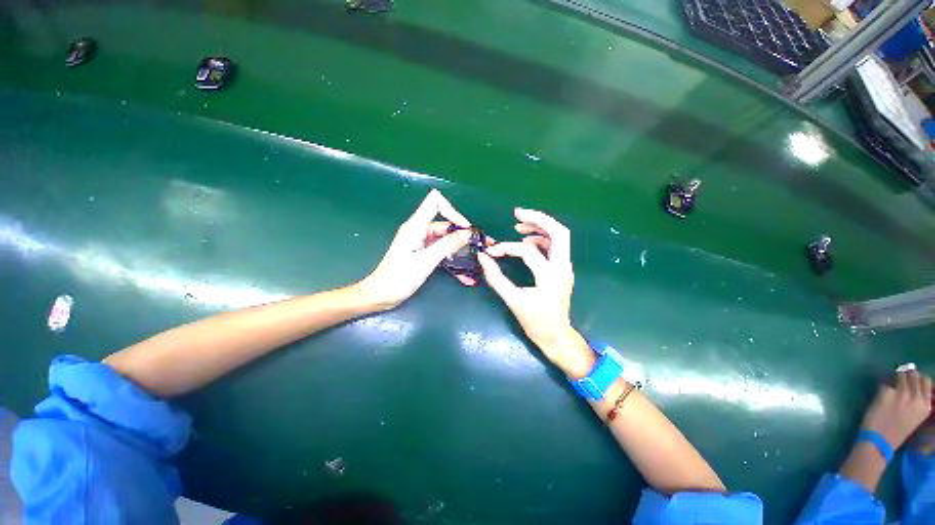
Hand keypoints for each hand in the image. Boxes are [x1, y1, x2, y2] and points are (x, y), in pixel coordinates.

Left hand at [358, 190, 474, 309]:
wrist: (381, 295)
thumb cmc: (399, 278)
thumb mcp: (426, 261)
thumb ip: (447, 245)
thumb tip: (467, 233)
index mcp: (416, 226)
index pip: (435, 202)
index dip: (452, 210)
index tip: (465, 228)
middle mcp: (419, 230)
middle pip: (445, 223)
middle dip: (463, 234)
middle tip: (480, 247)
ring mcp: (421, 242)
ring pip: (446, 240)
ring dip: (461, 249)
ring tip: (476, 261)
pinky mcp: (423, 253)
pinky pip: (442, 251)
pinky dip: (453, 259)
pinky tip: (465, 274)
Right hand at [477, 208, 594, 376]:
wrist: (556, 336)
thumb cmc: (535, 322)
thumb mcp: (513, 300)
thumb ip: (496, 278)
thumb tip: (483, 258)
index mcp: (550, 277)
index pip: (528, 252)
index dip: (508, 248)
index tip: (492, 252)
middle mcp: (563, 268)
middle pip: (559, 232)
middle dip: (538, 219)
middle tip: (517, 214)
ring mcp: (566, 268)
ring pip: (560, 237)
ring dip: (541, 227)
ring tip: (519, 225)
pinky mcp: (562, 269)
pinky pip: (556, 246)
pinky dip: (542, 238)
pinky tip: (528, 240)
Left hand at [860, 369, 932, 448]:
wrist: (879, 441)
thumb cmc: (896, 432)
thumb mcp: (915, 417)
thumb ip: (916, 402)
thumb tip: (913, 386)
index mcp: (925, 406)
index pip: (926, 381)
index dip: (917, 378)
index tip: (912, 380)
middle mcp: (916, 398)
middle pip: (914, 374)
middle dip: (906, 374)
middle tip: (900, 380)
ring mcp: (902, 394)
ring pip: (900, 374)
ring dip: (894, 377)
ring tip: (891, 385)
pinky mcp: (887, 393)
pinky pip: (885, 383)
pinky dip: (883, 386)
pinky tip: (881, 393)